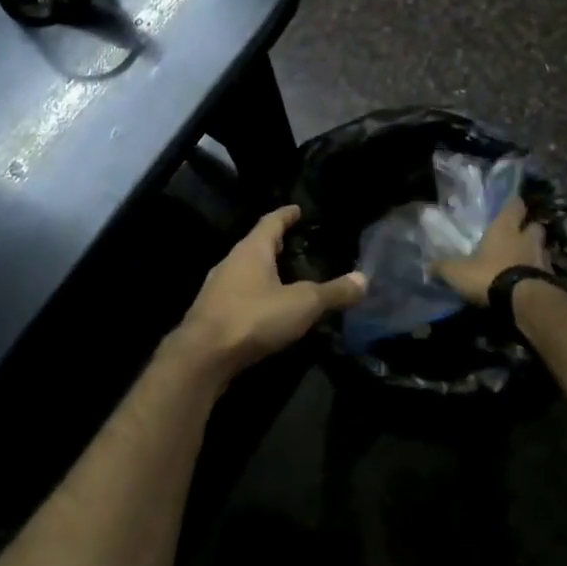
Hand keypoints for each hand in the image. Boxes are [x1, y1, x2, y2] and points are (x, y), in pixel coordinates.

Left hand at [173, 206, 365, 379]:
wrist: (202, 356)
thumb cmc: (253, 317)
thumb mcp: (302, 304)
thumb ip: (333, 292)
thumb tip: (364, 279)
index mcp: (252, 250)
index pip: (271, 222)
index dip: (286, 215)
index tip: (297, 209)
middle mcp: (231, 261)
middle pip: (256, 245)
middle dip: (275, 243)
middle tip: (295, 242)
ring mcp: (217, 287)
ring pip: (245, 270)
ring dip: (264, 270)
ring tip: (284, 275)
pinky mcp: (212, 312)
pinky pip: (239, 293)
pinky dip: (255, 293)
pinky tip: (266, 307)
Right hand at [431, 196, 548, 305]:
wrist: (524, 302)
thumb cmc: (489, 275)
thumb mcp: (457, 272)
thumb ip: (443, 268)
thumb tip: (427, 267)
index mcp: (504, 229)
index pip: (515, 206)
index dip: (513, 205)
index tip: (510, 205)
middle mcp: (526, 239)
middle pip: (535, 226)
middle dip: (528, 229)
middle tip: (518, 235)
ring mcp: (542, 259)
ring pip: (543, 248)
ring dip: (535, 252)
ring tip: (524, 260)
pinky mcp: (551, 279)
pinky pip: (546, 271)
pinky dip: (539, 273)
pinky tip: (529, 281)